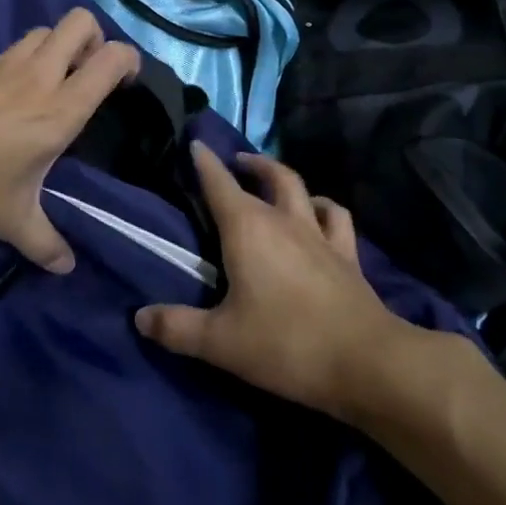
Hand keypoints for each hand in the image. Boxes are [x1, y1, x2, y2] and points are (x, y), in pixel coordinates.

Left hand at [0, 8, 139, 272]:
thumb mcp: (9, 220)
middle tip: (85, 69)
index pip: (110, 59)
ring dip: (54, 45)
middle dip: (92, 36)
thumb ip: (43, 243)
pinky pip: (5, 50)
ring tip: (46, 80)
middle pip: (79, 22)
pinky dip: (15, 63)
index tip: (125, 79)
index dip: (128, 59)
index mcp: (60, 109)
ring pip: (42, 31)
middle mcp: (38, 76)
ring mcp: (1, 63)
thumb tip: (65, 267)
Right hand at [134, 144, 411, 419]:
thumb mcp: (220, 342)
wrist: (365, 361)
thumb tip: (140, 318)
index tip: (195, 143)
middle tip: (235, 161)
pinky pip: (335, 217)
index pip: (219, 184)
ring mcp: (319, 234)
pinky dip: (323, 207)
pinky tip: (318, 213)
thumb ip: (177, 327)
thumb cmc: (285, 343)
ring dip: (284, 177)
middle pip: (268, 176)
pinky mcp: (347, 255)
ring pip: (302, 188)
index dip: (204, 162)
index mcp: (247, 229)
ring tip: (274, 180)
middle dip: (248, 163)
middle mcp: (283, 220)